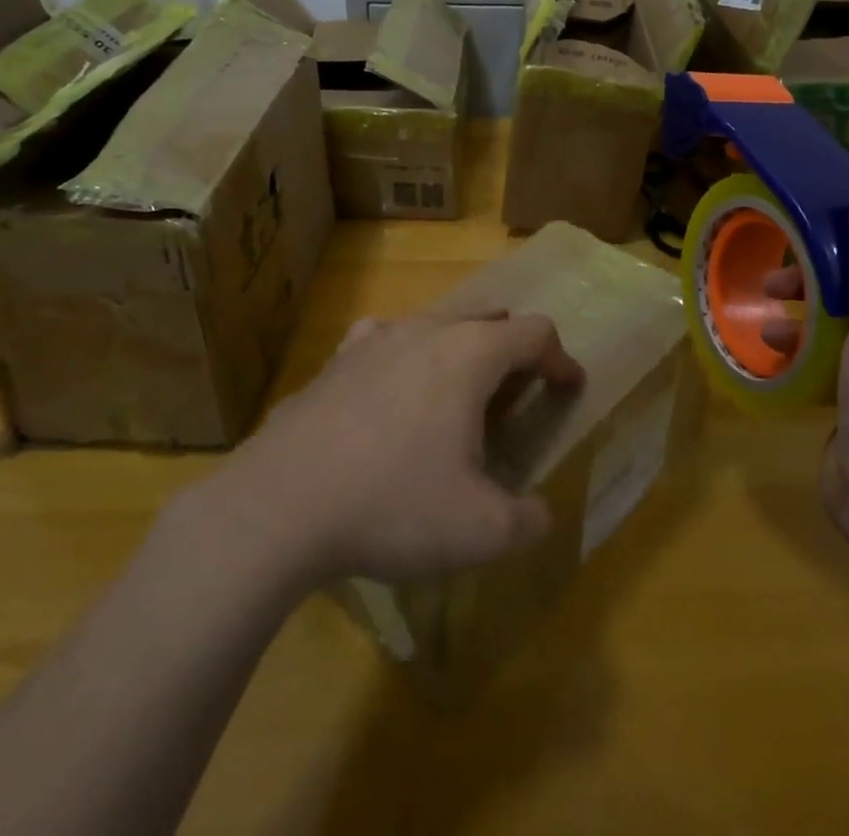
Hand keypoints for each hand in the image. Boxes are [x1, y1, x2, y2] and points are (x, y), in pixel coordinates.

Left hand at [227, 312, 584, 584]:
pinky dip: (405, 355)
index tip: (570, 388)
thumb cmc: (392, 506)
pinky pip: (385, 340)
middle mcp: (427, 330)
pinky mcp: (335, 359)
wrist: (279, 505)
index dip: (561, 359)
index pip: (535, 333)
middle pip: (488, 318)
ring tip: (459, 391)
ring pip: (435, 323)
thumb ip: (528, 521)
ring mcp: (375, 339)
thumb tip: (541, 515)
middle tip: (518, 391)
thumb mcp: (480, 531)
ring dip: (461, 348)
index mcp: (470, 354)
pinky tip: (393, 385)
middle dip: (513, 349)